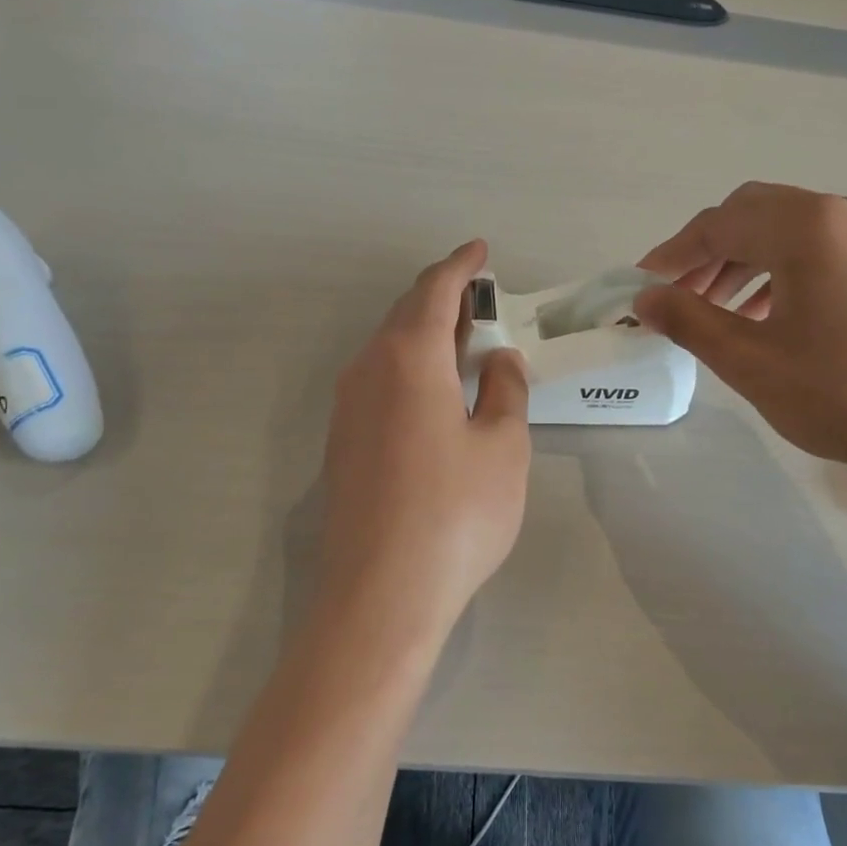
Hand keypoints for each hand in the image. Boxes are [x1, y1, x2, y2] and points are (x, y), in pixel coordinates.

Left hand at [318, 241, 530, 634]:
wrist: (379, 594)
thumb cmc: (455, 513)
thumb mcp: (502, 447)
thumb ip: (505, 392)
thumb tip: (498, 360)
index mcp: (409, 357)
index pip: (434, 290)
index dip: (460, 266)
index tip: (479, 251)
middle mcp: (368, 370)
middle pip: (405, 314)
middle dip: (442, 299)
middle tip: (479, 298)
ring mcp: (347, 408)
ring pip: (388, 349)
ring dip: (425, 336)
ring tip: (463, 344)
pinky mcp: (341, 443)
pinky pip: (378, 382)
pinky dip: (410, 369)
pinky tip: (434, 394)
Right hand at [636, 183, 846, 497]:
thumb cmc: (844, 396)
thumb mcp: (751, 362)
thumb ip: (688, 321)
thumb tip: (643, 298)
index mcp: (808, 226)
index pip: (719, 224)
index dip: (672, 253)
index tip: (640, 285)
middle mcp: (846, 211)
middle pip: (754, 215)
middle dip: (707, 252)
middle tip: (677, 296)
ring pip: (789, 231)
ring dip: (744, 262)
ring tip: (716, 311)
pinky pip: (822, 249)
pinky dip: (783, 271)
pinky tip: (768, 314)